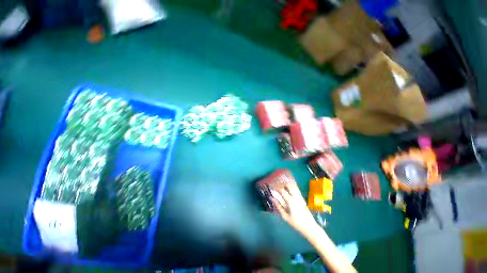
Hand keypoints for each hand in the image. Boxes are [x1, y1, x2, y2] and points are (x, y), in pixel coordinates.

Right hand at [271, 183, 318, 236]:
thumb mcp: (285, 216)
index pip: (282, 190)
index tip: (271, 186)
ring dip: (287, 183)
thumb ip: (278, 206)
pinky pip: (296, 188)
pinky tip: (288, 187)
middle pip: (288, 185)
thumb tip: (272, 198)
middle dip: (282, 183)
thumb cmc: (296, 223)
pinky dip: (292, 185)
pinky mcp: (302, 197)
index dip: (276, 187)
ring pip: (293, 185)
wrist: (310, 226)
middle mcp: (295, 197)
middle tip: (276, 184)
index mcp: (290, 201)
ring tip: (281, 184)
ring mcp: (300, 196)